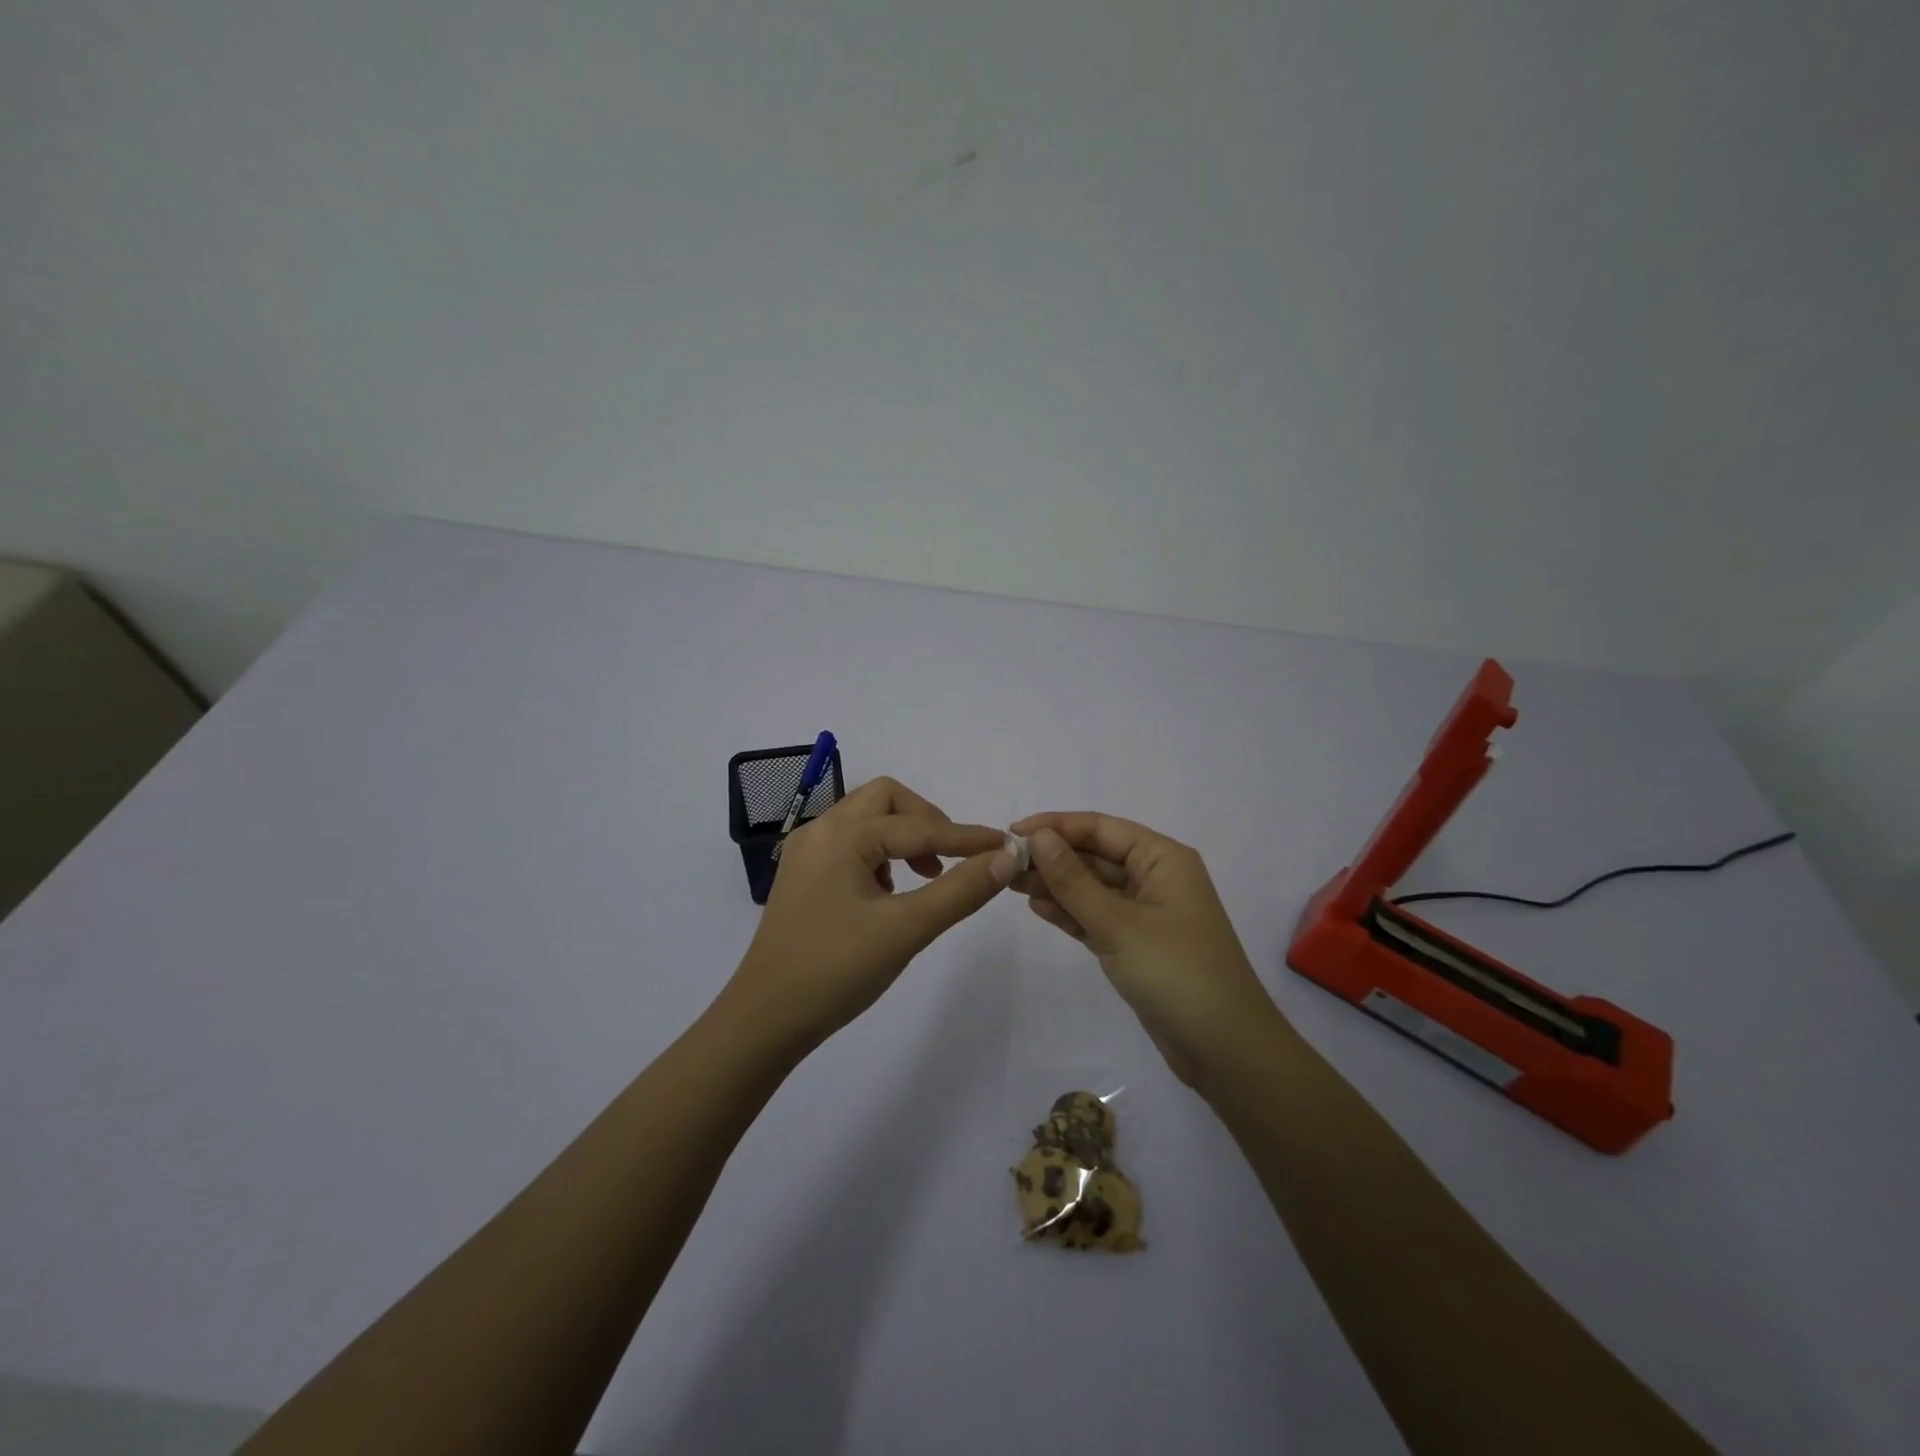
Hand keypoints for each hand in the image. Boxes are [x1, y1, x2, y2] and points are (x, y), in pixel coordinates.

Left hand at [722, 778, 1017, 1058]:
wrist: (764, 1020)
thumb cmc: (837, 970)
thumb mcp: (907, 929)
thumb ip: (960, 890)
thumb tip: (1005, 858)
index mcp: (841, 835)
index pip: (918, 826)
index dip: (966, 837)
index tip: (1005, 846)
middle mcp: (819, 831)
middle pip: (885, 800)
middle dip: (927, 822)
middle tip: (952, 859)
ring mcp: (806, 852)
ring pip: (866, 820)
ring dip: (902, 836)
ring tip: (925, 877)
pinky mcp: (802, 876)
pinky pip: (849, 843)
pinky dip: (879, 853)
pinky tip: (889, 892)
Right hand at [1010, 813, 1288, 1086]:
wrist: (1226, 1051)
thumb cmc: (1176, 974)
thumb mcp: (1118, 924)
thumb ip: (1074, 880)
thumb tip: (1039, 837)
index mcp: (1163, 859)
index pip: (1101, 828)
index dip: (1056, 826)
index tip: (1012, 834)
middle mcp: (1156, 878)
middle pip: (1096, 855)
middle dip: (1052, 857)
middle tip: (1003, 864)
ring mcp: (1147, 913)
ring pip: (1093, 888)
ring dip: (1056, 884)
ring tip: (1010, 884)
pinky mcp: (1138, 945)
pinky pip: (1098, 917)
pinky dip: (1071, 912)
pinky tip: (1038, 908)